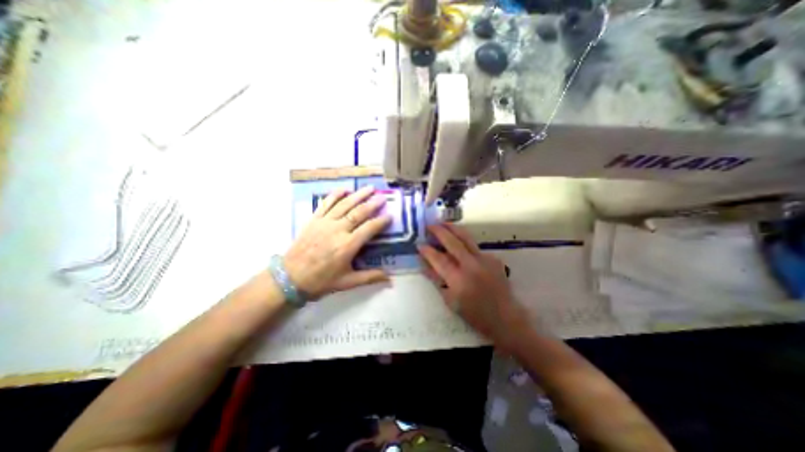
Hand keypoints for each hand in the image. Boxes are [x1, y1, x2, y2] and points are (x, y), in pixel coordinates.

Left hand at [286, 187, 392, 299]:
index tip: (390, 215)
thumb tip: (390, 279)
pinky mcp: (314, 220)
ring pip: (344, 204)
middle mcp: (338, 230)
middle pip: (358, 212)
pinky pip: (326, 204)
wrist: (290, 278)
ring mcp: (325, 223)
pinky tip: (344, 189)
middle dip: (372, 204)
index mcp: (348, 245)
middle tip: (383, 197)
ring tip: (369, 188)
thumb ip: (370, 277)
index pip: (369, 228)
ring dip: (358, 195)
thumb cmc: (321, 281)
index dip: (381, 221)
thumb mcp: (347, 282)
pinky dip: (335, 195)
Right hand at [423, 225, 529, 350]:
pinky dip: (465, 242)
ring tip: (443, 223)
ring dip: (452, 228)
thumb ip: (436, 280)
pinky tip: (459, 242)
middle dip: (439, 231)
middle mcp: (471, 265)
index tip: (419, 244)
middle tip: (429, 226)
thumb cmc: (475, 315)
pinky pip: (475, 246)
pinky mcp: (493, 258)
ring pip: (466, 237)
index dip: (427, 251)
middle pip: (452, 242)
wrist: (506, 318)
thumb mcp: (450, 301)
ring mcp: (484, 260)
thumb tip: (424, 264)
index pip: (438, 259)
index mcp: (458, 280)